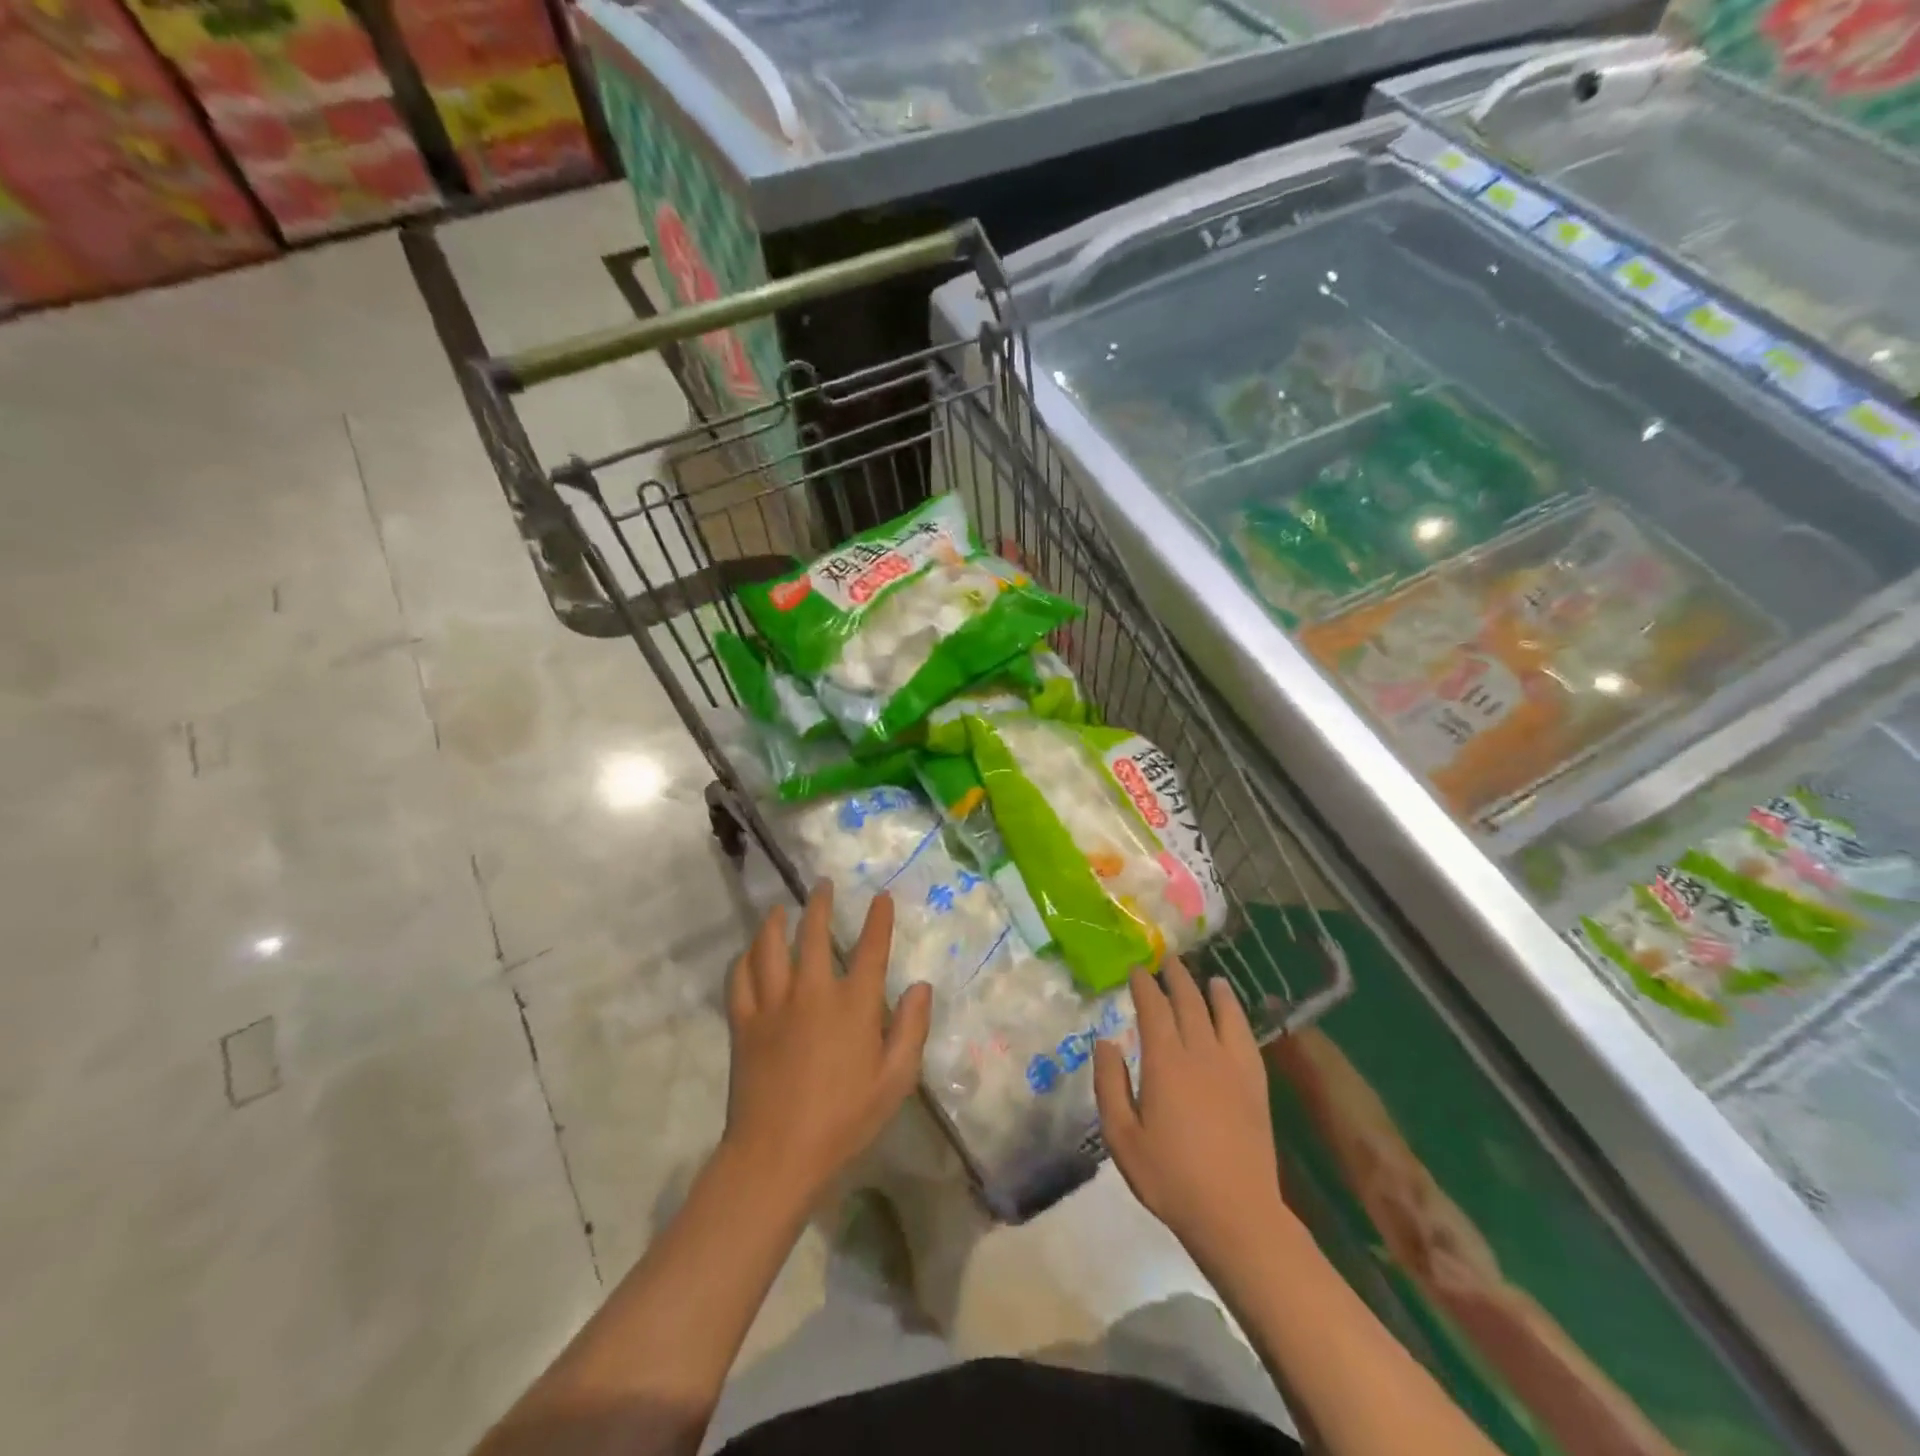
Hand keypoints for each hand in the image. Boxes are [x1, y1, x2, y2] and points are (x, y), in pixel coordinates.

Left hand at [721, 884, 932, 1206]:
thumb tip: (920, 986)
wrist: (776, 1155)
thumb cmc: (844, 1120)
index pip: (871, 949)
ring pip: (770, 947)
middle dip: (820, 904)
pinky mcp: (744, 1023)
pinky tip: (749, 953)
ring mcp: (773, 1005)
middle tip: (822, 885)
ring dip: (776, 922)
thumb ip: (912, 1029)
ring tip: (780, 909)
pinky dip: (745, 959)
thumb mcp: (895, 1081)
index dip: (879, 919)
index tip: (881, 896)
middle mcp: (812, 992)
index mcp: (853, 1005)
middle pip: (814, 934)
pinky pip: (740, 978)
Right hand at [1094, 960, 1287, 1261]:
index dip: (1144, 985)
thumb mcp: (1122, 1137)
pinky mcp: (1255, 1086)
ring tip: (1208, 977)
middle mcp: (1201, 1053)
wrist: (1236, 1214)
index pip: (1154, 1009)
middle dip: (1176, 977)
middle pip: (1189, 1002)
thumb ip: (1110, 1085)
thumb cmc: (1170, 1178)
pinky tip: (1234, 1016)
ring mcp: (1233, 1068)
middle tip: (1167, 959)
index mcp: (1166, 1062)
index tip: (1136, 968)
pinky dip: (1237, 1018)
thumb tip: (1106, 1042)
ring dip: (1211, 991)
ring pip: (1222, 1015)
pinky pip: (1246, 1039)